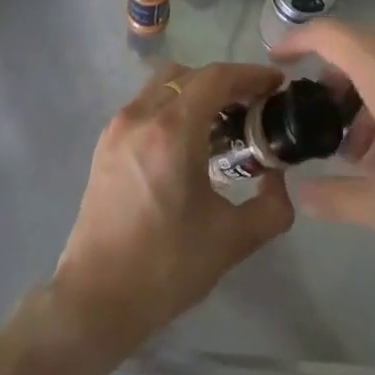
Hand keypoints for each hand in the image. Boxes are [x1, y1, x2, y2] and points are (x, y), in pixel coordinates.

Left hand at [50, 62, 295, 359]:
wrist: (96, 299)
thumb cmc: (166, 267)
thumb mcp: (233, 240)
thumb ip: (272, 206)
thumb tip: (278, 177)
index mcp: (172, 131)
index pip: (216, 78)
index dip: (250, 75)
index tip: (276, 84)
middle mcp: (141, 116)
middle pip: (189, 75)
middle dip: (225, 82)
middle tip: (252, 107)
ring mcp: (118, 127)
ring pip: (163, 85)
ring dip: (196, 92)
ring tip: (222, 124)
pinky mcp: (105, 143)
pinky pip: (145, 105)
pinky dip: (172, 107)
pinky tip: (188, 143)